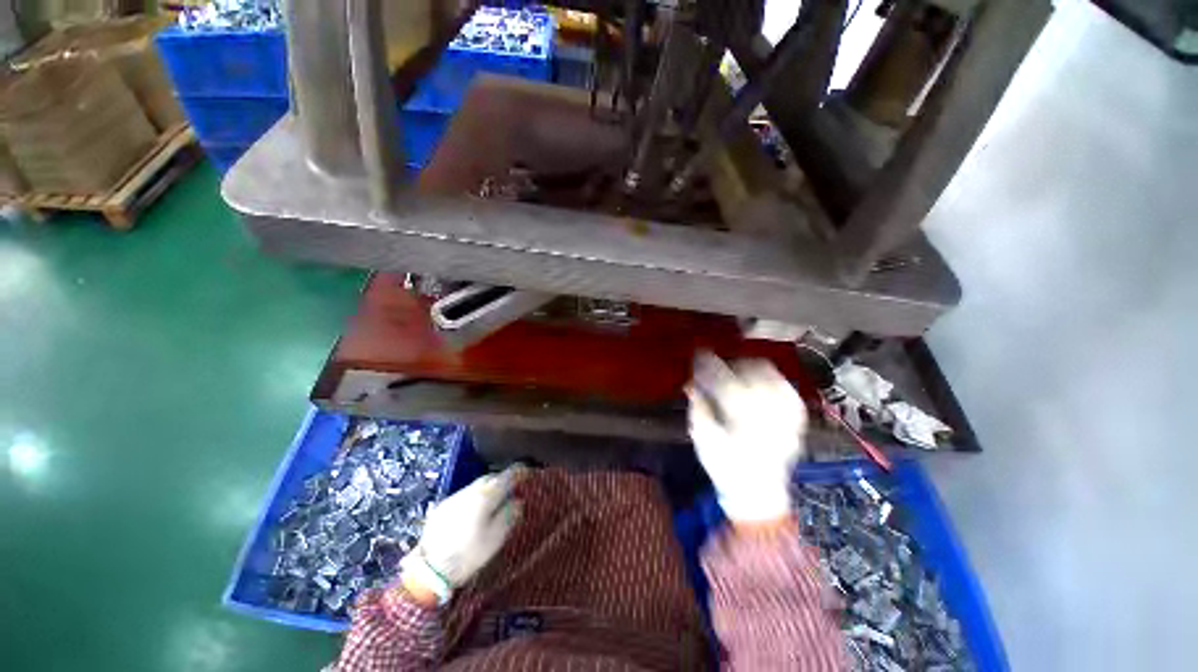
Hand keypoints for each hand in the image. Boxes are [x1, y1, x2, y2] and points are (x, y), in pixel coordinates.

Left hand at [399, 467, 521, 604]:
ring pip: (476, 485)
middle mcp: (470, 491)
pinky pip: (464, 495)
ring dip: (487, 488)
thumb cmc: (469, 554)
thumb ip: (509, 514)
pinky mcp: (442, 507)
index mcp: (486, 496)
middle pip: (490, 477)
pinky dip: (474, 497)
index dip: (519, 472)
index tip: (527, 471)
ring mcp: (454, 497)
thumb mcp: (496, 537)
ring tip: (494, 498)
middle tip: (512, 486)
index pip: (507, 476)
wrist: (429, 570)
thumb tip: (518, 500)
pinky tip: (474, 510)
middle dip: (502, 478)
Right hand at [688, 356, 806, 523]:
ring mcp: (786, 415)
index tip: (699, 354)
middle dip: (730, 363)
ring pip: (772, 375)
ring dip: (751, 366)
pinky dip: (772, 378)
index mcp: (742, 419)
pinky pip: (787, 388)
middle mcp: (768, 413)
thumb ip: (698, 408)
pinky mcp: (796, 418)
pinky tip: (760, 379)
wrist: (758, 492)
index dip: (710, 364)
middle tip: (716, 364)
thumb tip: (692, 384)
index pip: (725, 381)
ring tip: (736, 369)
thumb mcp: (703, 439)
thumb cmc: (725, 466)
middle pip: (751, 372)